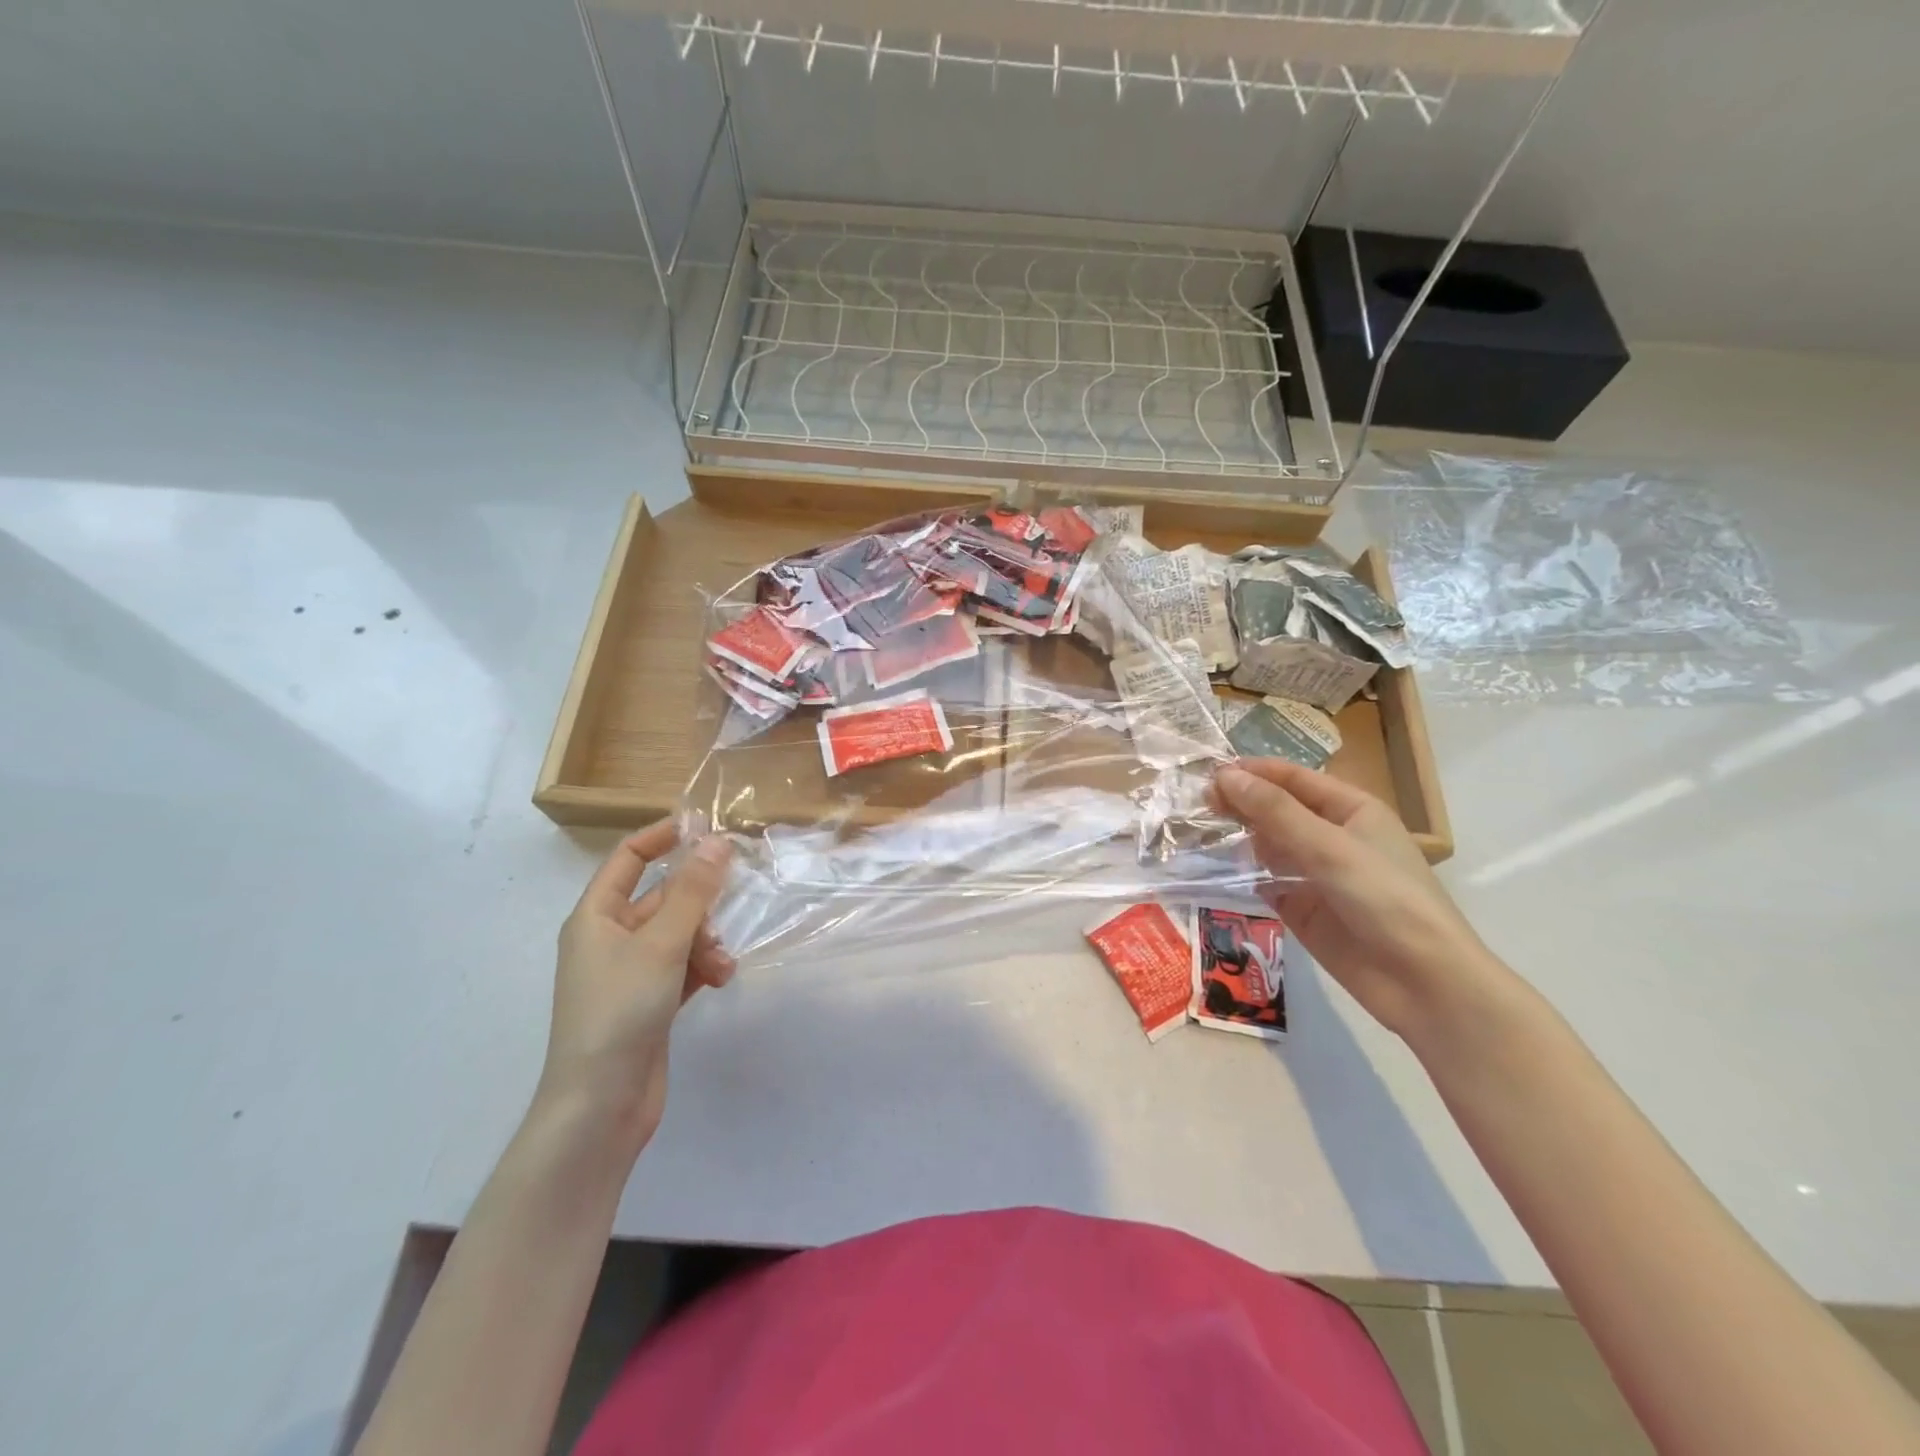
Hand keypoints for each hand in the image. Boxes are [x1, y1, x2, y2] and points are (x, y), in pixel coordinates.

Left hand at [538, 823, 734, 1151]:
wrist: (599, 1105)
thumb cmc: (620, 1012)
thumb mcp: (661, 944)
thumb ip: (693, 892)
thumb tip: (717, 842)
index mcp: (596, 916)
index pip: (628, 858)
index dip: (664, 836)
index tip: (707, 827)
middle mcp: (610, 938)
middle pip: (662, 897)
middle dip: (698, 902)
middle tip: (731, 902)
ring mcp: (630, 972)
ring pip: (678, 933)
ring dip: (706, 941)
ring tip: (722, 964)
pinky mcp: (649, 1001)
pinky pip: (682, 966)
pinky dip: (702, 968)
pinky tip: (720, 981)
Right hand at [1211, 760, 1503, 1045]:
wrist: (1422, 983)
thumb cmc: (1386, 899)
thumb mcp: (1329, 847)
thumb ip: (1275, 811)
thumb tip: (1224, 776)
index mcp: (1351, 810)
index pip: (1294, 779)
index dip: (1254, 773)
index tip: (1209, 773)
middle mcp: (1331, 836)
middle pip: (1277, 809)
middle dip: (1241, 803)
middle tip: (1197, 803)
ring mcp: (1314, 873)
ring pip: (1266, 845)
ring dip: (1236, 836)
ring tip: (1195, 830)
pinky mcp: (1300, 907)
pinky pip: (1263, 882)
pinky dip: (1240, 874)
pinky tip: (1211, 868)